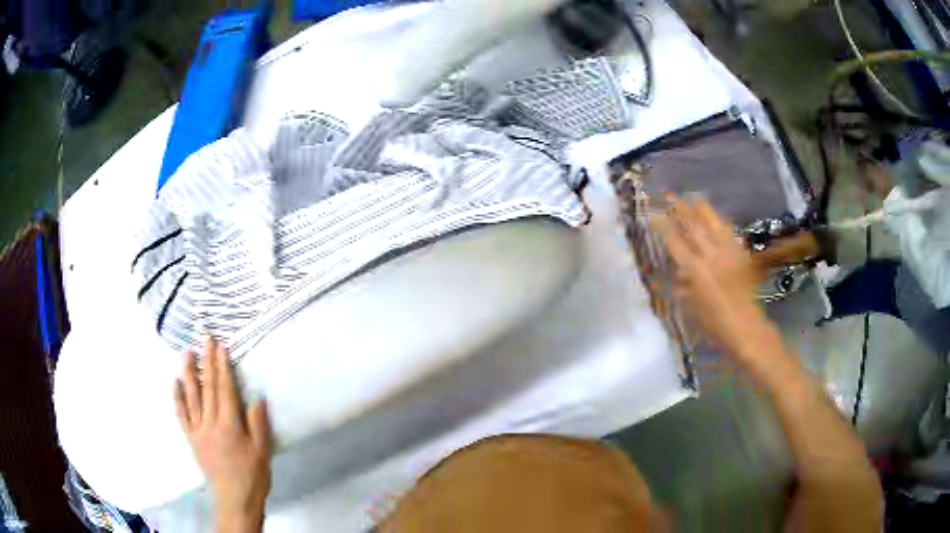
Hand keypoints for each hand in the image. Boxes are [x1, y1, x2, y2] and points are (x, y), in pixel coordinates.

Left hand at [174, 338, 271, 531]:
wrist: (234, 499)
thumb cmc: (252, 476)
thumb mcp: (262, 451)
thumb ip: (258, 424)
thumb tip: (256, 398)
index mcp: (230, 425)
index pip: (225, 390)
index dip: (223, 367)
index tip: (221, 347)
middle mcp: (210, 423)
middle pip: (208, 388)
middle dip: (208, 362)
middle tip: (206, 340)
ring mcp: (198, 430)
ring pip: (192, 397)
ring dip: (190, 373)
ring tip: (187, 353)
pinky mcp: (191, 439)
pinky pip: (182, 415)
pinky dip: (177, 398)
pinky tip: (175, 383)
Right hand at [660, 198, 763, 349]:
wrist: (744, 325)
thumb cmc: (713, 323)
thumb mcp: (689, 307)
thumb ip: (681, 284)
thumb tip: (677, 268)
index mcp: (694, 270)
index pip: (675, 242)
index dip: (663, 226)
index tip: (653, 214)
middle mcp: (710, 255)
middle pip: (692, 226)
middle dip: (679, 209)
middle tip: (669, 195)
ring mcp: (727, 252)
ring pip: (712, 223)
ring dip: (700, 210)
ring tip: (691, 199)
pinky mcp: (740, 253)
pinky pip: (729, 231)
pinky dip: (720, 223)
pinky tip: (716, 219)